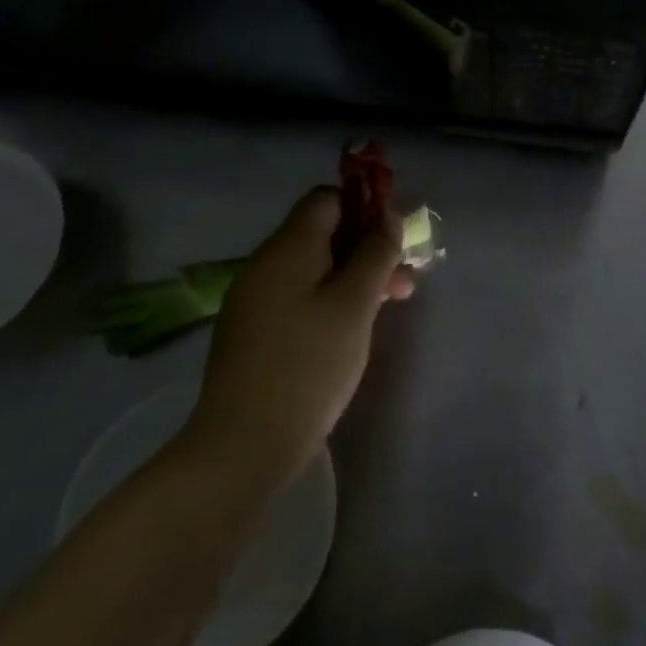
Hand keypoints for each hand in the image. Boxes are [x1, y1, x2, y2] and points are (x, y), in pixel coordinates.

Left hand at [180, 188, 412, 494]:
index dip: (364, 206)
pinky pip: (298, 296)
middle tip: (403, 280)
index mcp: (287, 247)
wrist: (242, 446)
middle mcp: (265, 264)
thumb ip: (375, 254)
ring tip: (390, 304)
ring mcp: (254, 299)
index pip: (326, 199)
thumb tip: (387, 218)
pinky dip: (330, 299)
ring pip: (313, 268)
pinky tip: (352, 328)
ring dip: (354, 276)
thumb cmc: (309, 365)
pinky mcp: (253, 332)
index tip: (394, 236)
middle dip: (367, 248)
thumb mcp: (355, 304)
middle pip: (322, 234)